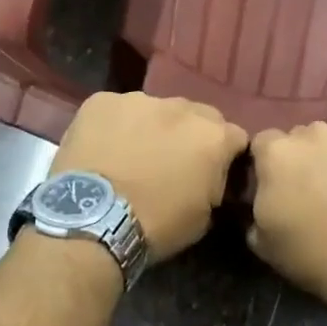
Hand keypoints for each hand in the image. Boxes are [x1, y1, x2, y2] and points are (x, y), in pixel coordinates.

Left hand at [49, 93, 247, 259]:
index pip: (234, 137)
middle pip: (196, 116)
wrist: (92, 221)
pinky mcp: (102, 100)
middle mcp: (181, 107)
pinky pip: (116, 110)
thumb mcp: (204, 217)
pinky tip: (103, 150)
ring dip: (151, 128)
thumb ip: (216, 184)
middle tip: (171, 163)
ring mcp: (139, 99)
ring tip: (132, 156)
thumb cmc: (156, 225)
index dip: (224, 156)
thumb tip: (211, 177)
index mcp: (213, 136)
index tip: (211, 173)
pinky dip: (115, 126)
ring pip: (155, 110)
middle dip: (189, 135)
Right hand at [248, 124, 326, 314]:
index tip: (278, 187)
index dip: (269, 164)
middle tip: (316, 192)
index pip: (263, 143)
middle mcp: (315, 133)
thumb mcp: (264, 243)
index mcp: (278, 153)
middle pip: (303, 138)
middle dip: (306, 159)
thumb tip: (264, 198)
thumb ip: (256, 208)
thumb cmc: (317, 256)